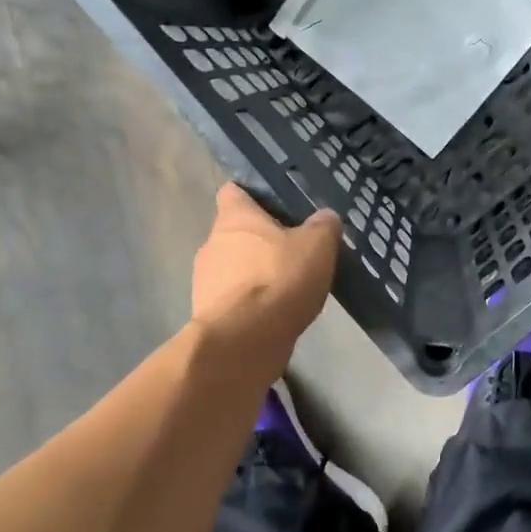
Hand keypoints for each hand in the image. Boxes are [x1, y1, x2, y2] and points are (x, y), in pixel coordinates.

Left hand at [192, 184, 340, 367]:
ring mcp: (205, 280)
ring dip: (255, 273)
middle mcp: (212, 243)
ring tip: (287, 287)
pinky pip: (233, 299)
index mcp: (234, 218)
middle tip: (293, 250)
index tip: (277, 206)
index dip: (253, 195)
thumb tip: (326, 217)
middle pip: (236, 232)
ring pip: (233, 267)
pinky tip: (275, 313)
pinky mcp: (207, 314)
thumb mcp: (317, 245)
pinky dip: (251, 303)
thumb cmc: (279, 278)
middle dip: (261, 240)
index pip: (233, 191)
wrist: (245, 340)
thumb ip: (324, 226)